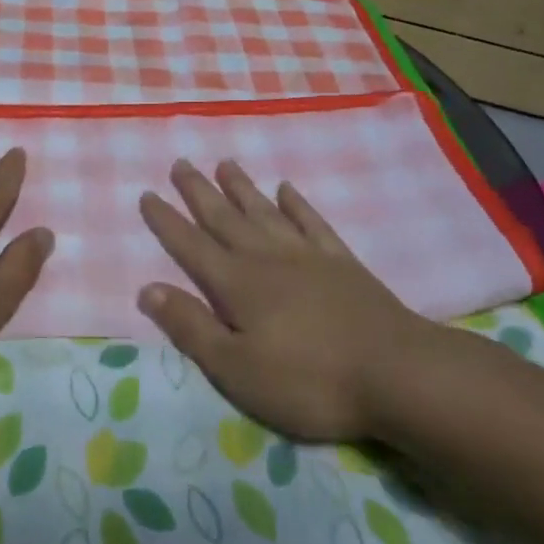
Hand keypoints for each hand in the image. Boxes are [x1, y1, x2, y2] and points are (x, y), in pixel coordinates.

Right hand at [136, 159, 469, 443]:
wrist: (397, 373)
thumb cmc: (309, 381)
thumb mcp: (236, 368)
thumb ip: (191, 327)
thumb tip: (147, 289)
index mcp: (237, 284)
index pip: (191, 246)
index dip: (166, 221)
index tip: (147, 194)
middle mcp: (267, 259)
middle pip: (225, 218)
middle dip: (198, 192)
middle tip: (180, 162)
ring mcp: (307, 256)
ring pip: (264, 212)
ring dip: (241, 188)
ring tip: (224, 164)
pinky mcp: (342, 263)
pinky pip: (313, 223)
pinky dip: (297, 204)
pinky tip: (287, 189)